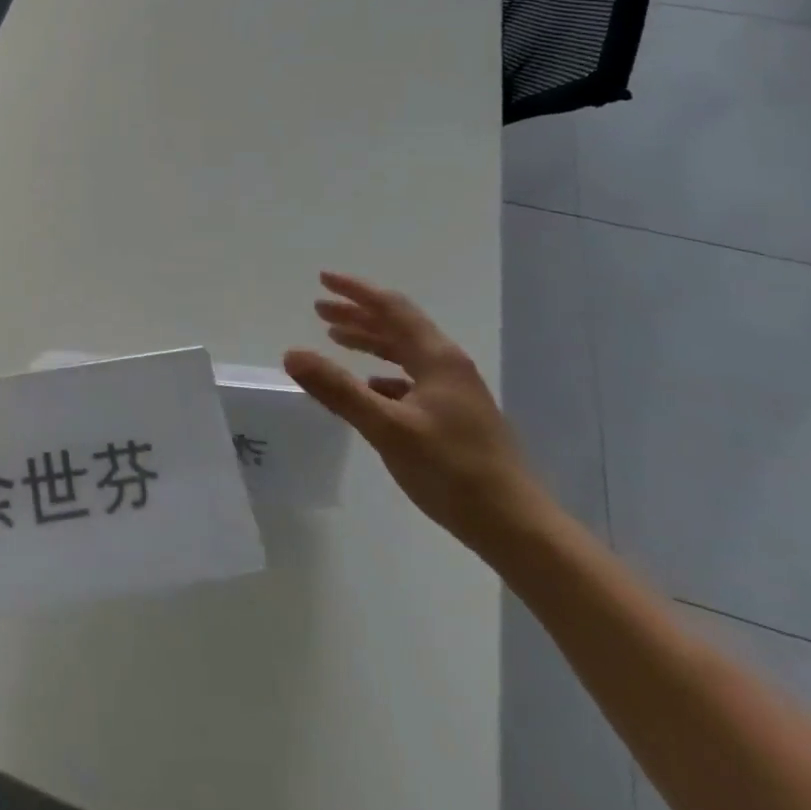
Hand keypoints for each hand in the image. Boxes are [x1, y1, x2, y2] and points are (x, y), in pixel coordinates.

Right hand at [284, 273, 543, 559]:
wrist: (519, 530)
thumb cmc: (453, 471)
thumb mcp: (388, 428)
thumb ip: (339, 390)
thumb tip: (292, 353)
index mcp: (437, 358)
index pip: (391, 308)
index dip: (355, 291)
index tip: (322, 279)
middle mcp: (448, 367)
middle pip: (397, 327)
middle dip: (357, 315)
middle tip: (318, 310)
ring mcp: (455, 393)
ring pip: (405, 353)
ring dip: (370, 342)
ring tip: (335, 339)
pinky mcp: (455, 419)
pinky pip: (411, 380)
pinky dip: (383, 375)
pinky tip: (369, 388)